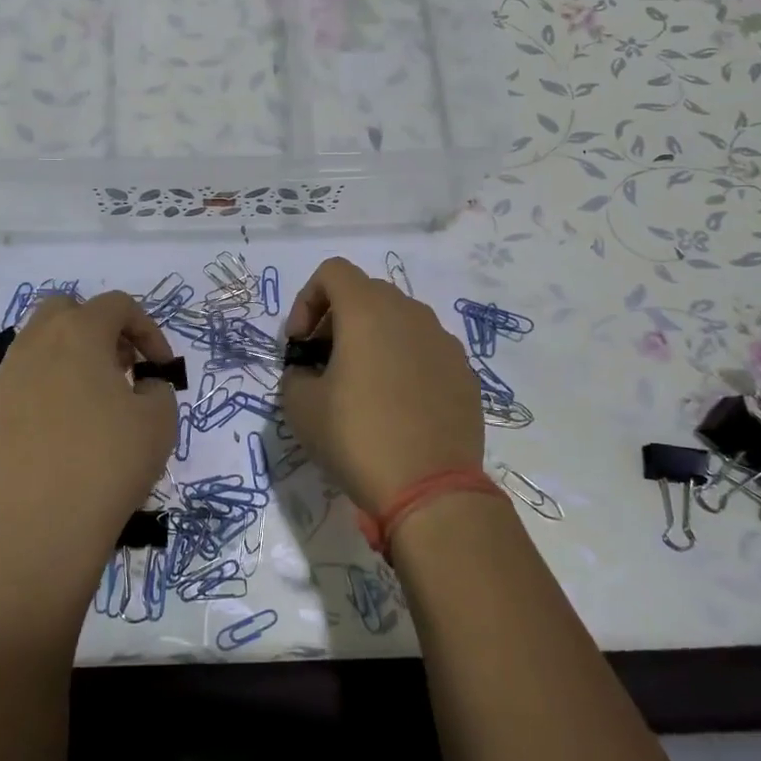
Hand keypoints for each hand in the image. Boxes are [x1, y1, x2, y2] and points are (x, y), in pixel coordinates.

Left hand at [0, 292, 177, 607]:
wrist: (40, 531)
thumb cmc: (108, 466)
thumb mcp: (160, 420)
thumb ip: (158, 386)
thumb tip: (141, 385)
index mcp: (78, 334)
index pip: (117, 305)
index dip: (148, 329)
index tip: (160, 368)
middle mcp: (35, 344)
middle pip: (67, 310)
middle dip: (100, 328)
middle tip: (122, 367)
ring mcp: (5, 377)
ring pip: (39, 343)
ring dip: (70, 355)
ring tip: (94, 399)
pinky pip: (22, 379)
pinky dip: (47, 385)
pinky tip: (63, 427)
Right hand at [279, 257, 483, 514]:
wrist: (431, 489)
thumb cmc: (357, 438)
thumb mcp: (301, 407)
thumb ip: (296, 374)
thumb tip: (308, 373)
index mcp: (368, 311)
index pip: (332, 272)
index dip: (306, 300)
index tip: (300, 344)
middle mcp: (411, 313)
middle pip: (366, 293)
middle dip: (337, 319)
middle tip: (323, 362)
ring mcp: (444, 341)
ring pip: (399, 321)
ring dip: (372, 339)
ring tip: (360, 386)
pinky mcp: (465, 372)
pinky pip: (425, 350)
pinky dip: (403, 362)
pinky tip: (397, 406)